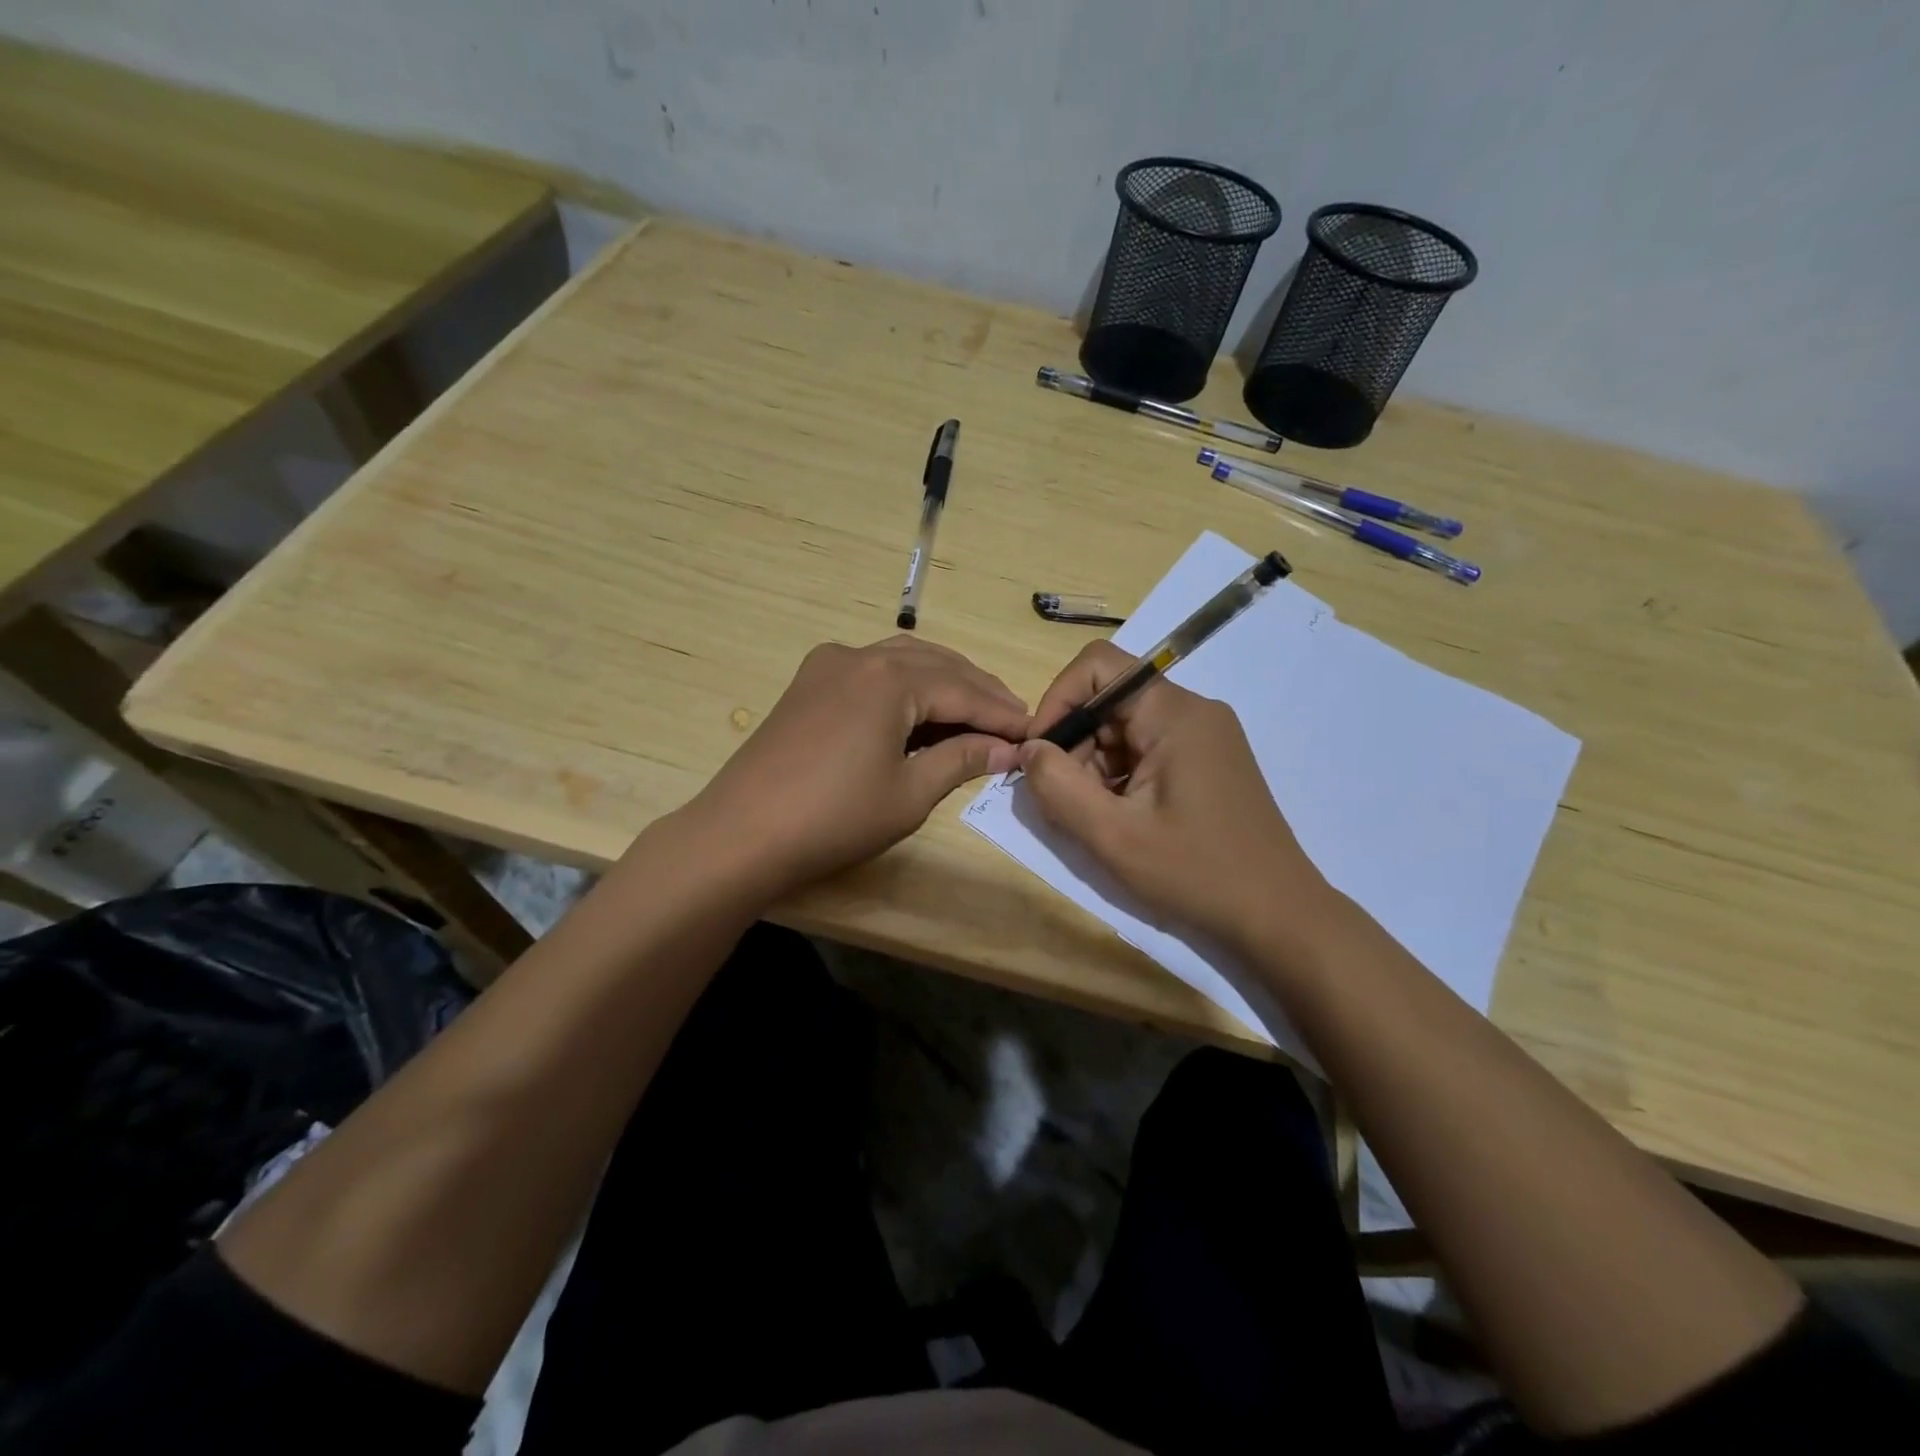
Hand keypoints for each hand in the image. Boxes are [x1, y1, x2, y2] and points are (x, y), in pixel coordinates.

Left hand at [689, 635, 1027, 894]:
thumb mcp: (909, 793)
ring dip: (943, 681)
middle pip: (937, 665)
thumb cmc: (834, 818)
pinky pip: (871, 670)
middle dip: (977, 691)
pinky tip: (919, 706)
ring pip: (903, 660)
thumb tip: (1007, 749)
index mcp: (891, 679)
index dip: (1002, 714)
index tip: (1034, 731)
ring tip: (975, 710)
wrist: (741, 834)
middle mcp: (860, 656)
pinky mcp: (808, 683)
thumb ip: (962, 760)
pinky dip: (905, 683)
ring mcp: (828, 665)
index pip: (964, 691)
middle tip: (1012, 719)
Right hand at [1017, 640, 1332, 955]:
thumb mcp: (1113, 836)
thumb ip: (1058, 786)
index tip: (1040, 754)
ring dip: (1095, 766)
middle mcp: (1193, 711)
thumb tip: (1030, 750)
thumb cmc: (1196, 873)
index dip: (1057, 701)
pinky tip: (1122, 820)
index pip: (1098, 666)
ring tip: (1097, 819)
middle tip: (1065, 801)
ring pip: (1125, 728)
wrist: (1279, 916)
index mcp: (1176, 714)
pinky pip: (1147, 749)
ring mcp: (1205, 736)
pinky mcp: (1208, 761)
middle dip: (1075, 744)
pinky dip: (1120, 777)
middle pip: (1110, 700)